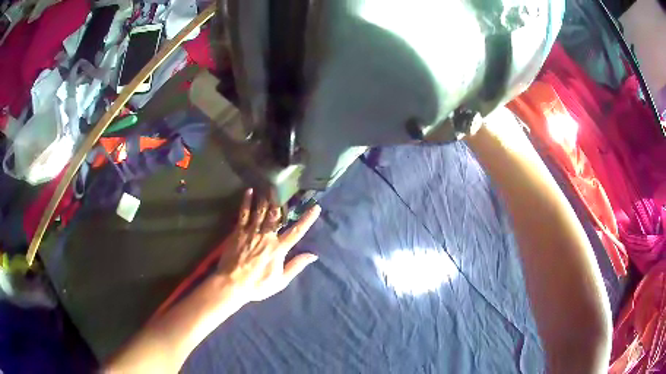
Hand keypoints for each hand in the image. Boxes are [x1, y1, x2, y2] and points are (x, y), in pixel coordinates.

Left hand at [217, 189, 320, 301]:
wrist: (232, 284)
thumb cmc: (258, 285)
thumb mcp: (281, 281)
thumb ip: (296, 266)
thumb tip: (313, 255)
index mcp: (278, 248)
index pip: (296, 231)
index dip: (307, 219)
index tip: (316, 207)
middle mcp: (266, 236)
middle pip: (277, 215)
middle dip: (283, 201)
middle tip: (288, 187)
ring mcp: (251, 232)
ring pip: (261, 211)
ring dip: (267, 198)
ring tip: (271, 185)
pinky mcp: (238, 231)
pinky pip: (244, 213)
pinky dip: (247, 202)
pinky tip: (249, 191)